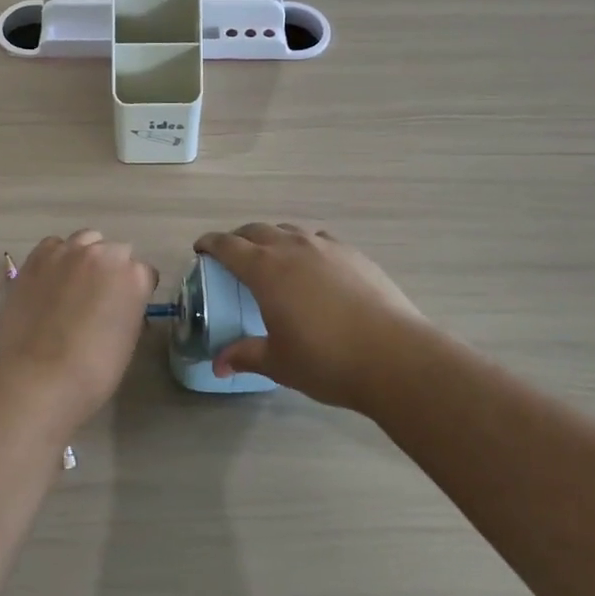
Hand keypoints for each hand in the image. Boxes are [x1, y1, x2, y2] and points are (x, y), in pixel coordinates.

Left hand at [0, 230, 157, 436]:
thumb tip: (119, 306)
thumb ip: (128, 312)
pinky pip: (54, 245)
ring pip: (86, 241)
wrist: (34, 380)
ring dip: (86, 257)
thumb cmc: (90, 374)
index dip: (136, 292)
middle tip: (99, 298)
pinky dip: (56, 258)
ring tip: (73, 285)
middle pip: (116, 251)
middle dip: (112, 271)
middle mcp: (104, 255)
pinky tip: (50, 281)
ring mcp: (68, 252)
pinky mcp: (37, 257)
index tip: (125, 308)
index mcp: (134, 277)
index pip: (145, 273)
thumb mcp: (126, 344)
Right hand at [193, 223, 431, 409]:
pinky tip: (312, 266)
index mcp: (266, 269)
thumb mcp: (279, 362)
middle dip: (239, 238)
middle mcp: (292, 248)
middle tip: (232, 255)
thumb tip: (218, 365)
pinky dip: (304, 246)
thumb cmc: (326, 360)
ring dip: (272, 238)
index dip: (210, 244)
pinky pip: (318, 240)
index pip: (228, 246)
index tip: (200, 249)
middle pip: (257, 230)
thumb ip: (245, 356)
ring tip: (272, 258)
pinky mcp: (354, 254)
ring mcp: (326, 247)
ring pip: (289, 231)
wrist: (394, 355)